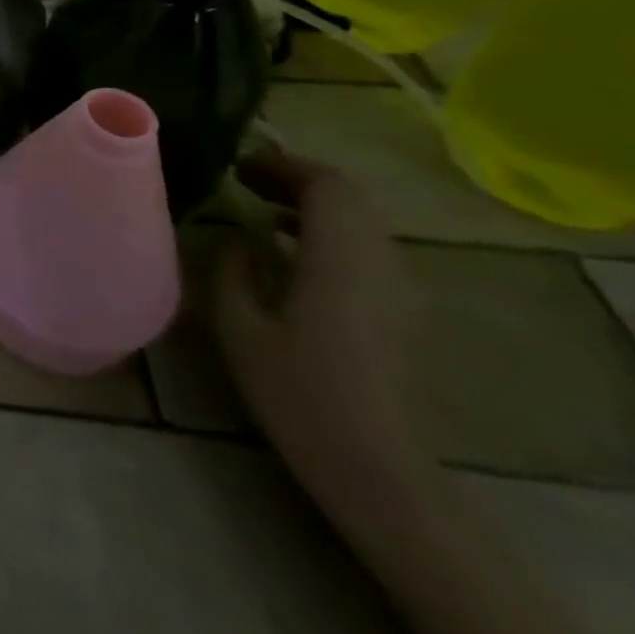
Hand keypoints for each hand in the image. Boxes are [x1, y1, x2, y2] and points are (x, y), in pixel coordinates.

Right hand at [211, 148, 424, 509]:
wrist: (376, 468)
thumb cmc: (297, 391)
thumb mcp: (238, 325)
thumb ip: (232, 267)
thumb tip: (239, 236)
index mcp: (339, 259)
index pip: (325, 185)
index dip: (281, 165)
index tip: (236, 166)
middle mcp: (379, 264)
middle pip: (349, 197)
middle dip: (296, 178)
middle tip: (244, 179)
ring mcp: (399, 291)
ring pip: (361, 222)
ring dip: (313, 204)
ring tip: (262, 208)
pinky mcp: (402, 313)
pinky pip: (368, 248)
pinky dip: (329, 231)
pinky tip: (292, 250)